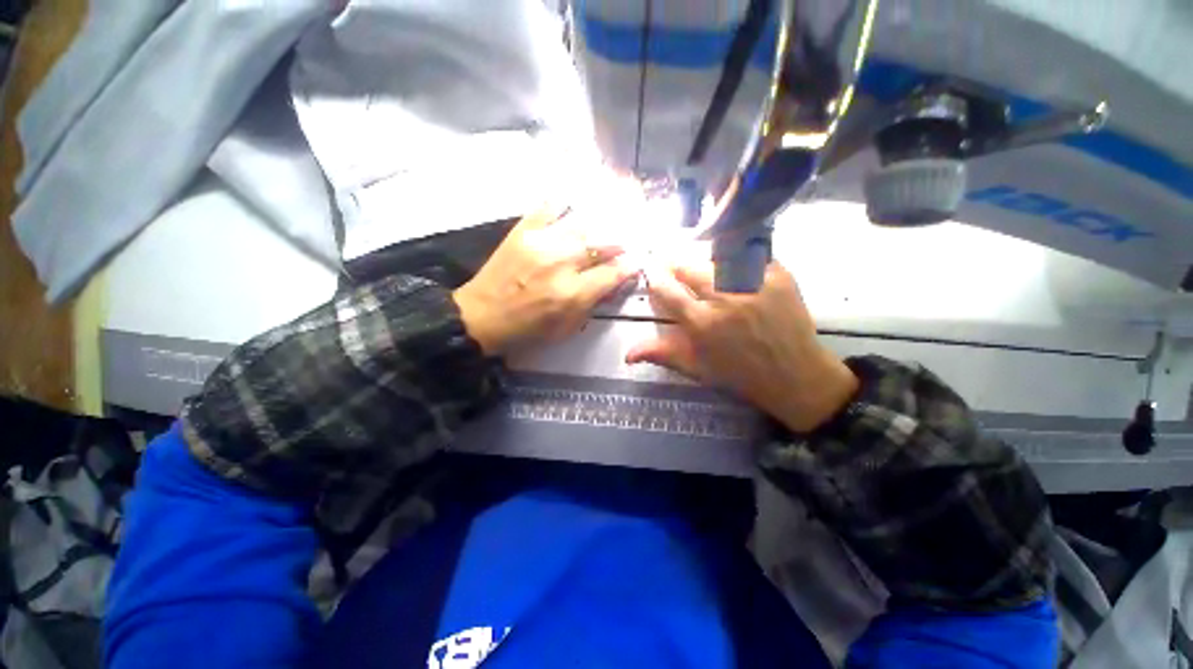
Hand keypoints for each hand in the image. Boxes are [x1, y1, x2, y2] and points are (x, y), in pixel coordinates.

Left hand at [453, 207, 637, 356]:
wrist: (482, 316)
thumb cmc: (527, 330)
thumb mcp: (566, 328)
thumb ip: (592, 304)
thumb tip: (612, 282)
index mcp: (572, 294)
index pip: (612, 273)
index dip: (628, 267)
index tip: (635, 263)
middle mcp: (561, 264)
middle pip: (602, 245)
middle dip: (618, 245)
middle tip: (623, 245)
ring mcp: (541, 243)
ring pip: (582, 224)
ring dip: (599, 226)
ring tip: (606, 225)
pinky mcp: (523, 231)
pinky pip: (549, 207)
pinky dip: (565, 204)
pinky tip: (573, 204)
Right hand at [626, 261, 858, 432]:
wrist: (796, 376)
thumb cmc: (740, 376)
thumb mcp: (696, 368)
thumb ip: (662, 354)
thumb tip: (627, 354)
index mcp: (702, 324)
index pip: (667, 290)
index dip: (656, 278)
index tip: (653, 273)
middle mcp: (725, 299)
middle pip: (689, 267)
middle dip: (676, 265)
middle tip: (674, 267)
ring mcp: (754, 283)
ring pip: (716, 257)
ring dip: (704, 262)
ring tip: (705, 271)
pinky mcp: (779, 274)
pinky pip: (748, 255)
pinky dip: (736, 258)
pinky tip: (734, 268)